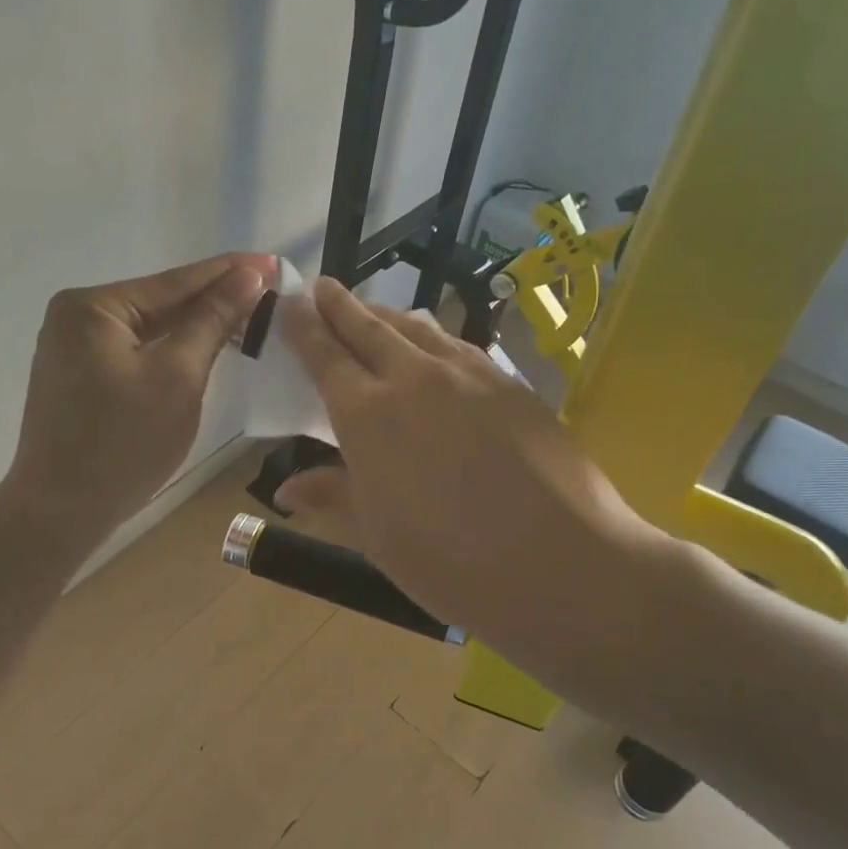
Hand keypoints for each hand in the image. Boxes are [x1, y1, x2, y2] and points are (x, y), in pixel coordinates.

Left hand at [6, 253, 271, 535]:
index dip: (229, 272)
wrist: (61, 512)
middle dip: (214, 299)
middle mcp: (76, 316)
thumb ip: (212, 321)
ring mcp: (73, 347)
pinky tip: (205, 345)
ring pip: (150, 328)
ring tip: (248, 313)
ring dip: (195, 326)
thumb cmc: (124, 443)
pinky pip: (135, 351)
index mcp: (93, 306)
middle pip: (161, 301)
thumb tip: (248, 275)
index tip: (273, 261)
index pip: (175, 282)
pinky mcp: (80, 376)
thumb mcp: (178, 376)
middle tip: (268, 289)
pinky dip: (171, 350)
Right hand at [276, 277, 672, 678]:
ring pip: (417, 329)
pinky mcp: (510, 384)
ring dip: (386, 315)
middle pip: (370, 329)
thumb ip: (333, 498)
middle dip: (341, 306)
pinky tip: (435, 344)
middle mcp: (414, 380)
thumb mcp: (378, 538)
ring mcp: (468, 376)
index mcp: (368, 416)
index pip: (327, 358)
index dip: (306, 329)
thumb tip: (286, 488)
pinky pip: (457, 345)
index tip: (291, 303)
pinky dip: (432, 335)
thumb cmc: (452, 562)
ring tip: (372, 309)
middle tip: (322, 286)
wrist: (562, 562)